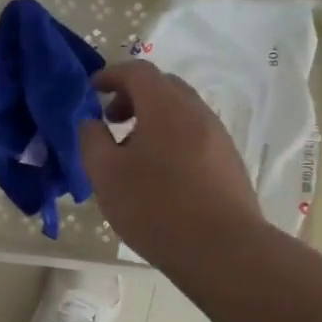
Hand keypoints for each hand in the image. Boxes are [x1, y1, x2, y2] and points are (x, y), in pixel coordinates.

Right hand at [79, 60, 264, 269]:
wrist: (224, 251)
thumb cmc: (156, 207)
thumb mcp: (106, 174)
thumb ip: (92, 140)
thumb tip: (91, 122)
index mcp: (165, 107)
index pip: (137, 71)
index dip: (111, 74)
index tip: (91, 89)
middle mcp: (196, 112)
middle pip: (163, 86)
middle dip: (133, 95)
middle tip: (111, 120)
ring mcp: (218, 136)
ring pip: (181, 111)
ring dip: (154, 118)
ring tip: (133, 152)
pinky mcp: (230, 162)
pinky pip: (195, 134)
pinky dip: (172, 137)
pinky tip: (161, 174)